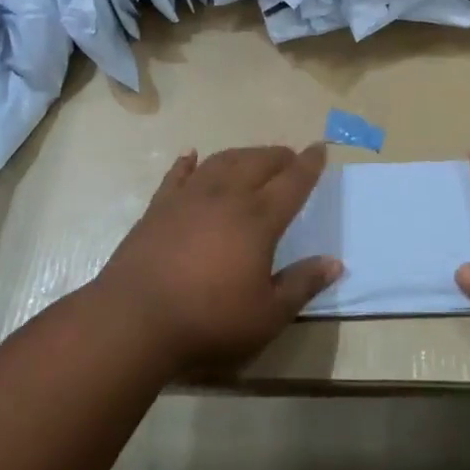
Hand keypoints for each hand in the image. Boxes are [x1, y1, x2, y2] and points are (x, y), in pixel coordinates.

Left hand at [97, 144, 338, 376]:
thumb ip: (302, 285)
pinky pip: (177, 175)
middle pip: (258, 163)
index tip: (320, 149)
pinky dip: (188, 162)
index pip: (293, 182)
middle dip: (278, 156)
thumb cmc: (209, 321)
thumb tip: (335, 262)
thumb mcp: (267, 315)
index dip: (309, 165)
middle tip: (291, 157)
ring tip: (253, 157)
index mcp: (258, 220)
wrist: (134, 320)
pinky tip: (192, 156)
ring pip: (221, 161)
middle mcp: (226, 197)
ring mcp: (188, 198)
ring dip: (242, 154)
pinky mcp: (158, 208)